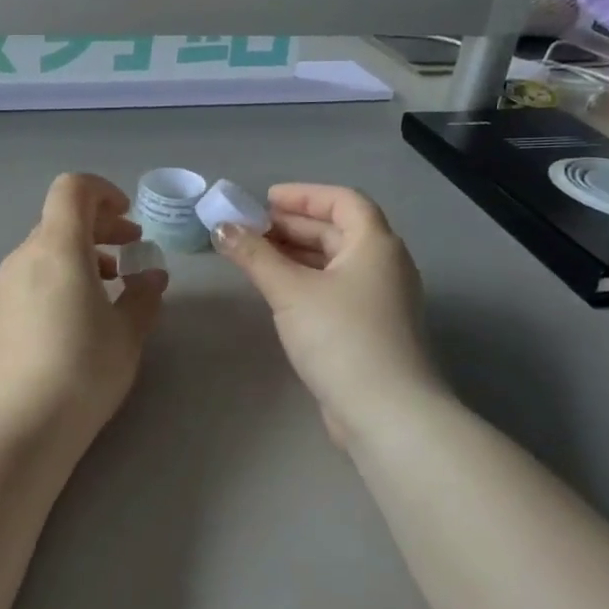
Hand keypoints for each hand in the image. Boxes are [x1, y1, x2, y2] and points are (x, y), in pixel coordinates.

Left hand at [0, 174, 168, 456]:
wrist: (18, 429)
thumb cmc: (83, 370)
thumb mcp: (128, 334)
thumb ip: (143, 295)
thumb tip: (152, 275)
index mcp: (57, 248)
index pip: (72, 189)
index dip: (103, 192)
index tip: (128, 218)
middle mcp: (22, 258)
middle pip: (59, 221)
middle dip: (98, 228)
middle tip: (130, 251)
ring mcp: (0, 289)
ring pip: (42, 253)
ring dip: (77, 257)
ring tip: (106, 290)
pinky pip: (26, 282)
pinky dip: (54, 282)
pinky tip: (71, 322)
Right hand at [214, 184, 443, 448]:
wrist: (387, 413)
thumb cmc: (341, 337)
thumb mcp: (291, 290)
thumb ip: (254, 255)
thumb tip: (221, 228)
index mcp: (375, 245)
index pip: (343, 201)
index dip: (304, 195)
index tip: (264, 200)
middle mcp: (384, 265)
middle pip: (337, 230)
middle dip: (291, 226)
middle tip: (248, 228)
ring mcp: (379, 300)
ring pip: (334, 262)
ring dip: (295, 253)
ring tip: (253, 255)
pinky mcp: (369, 329)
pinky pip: (333, 288)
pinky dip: (304, 280)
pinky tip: (275, 290)